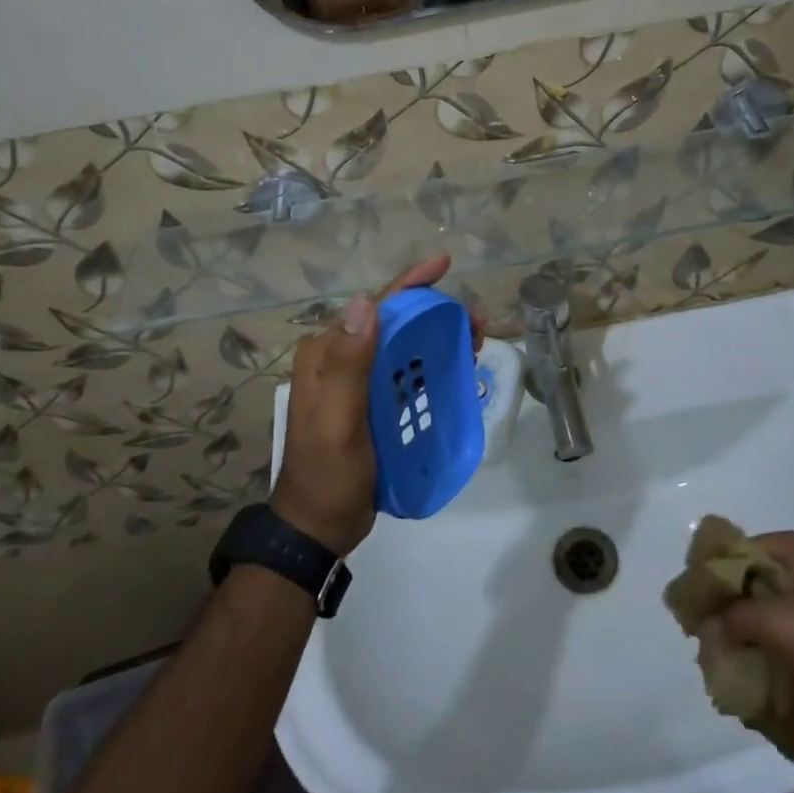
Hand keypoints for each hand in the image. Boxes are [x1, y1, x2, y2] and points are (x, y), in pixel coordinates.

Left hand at [271, 254, 463, 557]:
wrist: (318, 527)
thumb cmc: (328, 475)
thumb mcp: (337, 422)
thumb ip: (348, 366)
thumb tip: (366, 303)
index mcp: (326, 354)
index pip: (373, 307)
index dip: (409, 283)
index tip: (443, 264)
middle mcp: (338, 359)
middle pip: (392, 323)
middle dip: (433, 313)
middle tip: (475, 322)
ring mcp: (355, 383)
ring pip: (402, 347)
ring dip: (437, 339)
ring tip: (474, 343)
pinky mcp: (370, 404)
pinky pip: (404, 373)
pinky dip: (431, 365)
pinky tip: (457, 370)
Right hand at [722, 531, 793, 747]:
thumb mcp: (779, 623)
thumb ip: (734, 618)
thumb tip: (707, 625)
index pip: (742, 549)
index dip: (714, 574)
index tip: (691, 604)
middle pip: (759, 580)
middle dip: (732, 609)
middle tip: (706, 637)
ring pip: (778, 612)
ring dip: (754, 636)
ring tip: (729, 662)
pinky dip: (779, 654)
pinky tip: (761, 678)